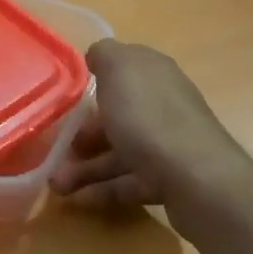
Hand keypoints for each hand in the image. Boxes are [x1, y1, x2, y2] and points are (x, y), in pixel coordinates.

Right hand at [52, 41, 245, 211]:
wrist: (197, 179)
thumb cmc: (149, 117)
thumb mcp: (120, 69)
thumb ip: (104, 54)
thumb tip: (97, 56)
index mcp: (154, 75)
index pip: (122, 70)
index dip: (95, 81)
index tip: (67, 99)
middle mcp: (163, 105)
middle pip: (116, 116)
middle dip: (82, 134)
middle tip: (55, 149)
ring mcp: (167, 144)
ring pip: (118, 152)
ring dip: (84, 168)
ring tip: (57, 185)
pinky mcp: (168, 180)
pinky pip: (128, 182)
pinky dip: (102, 190)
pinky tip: (79, 199)